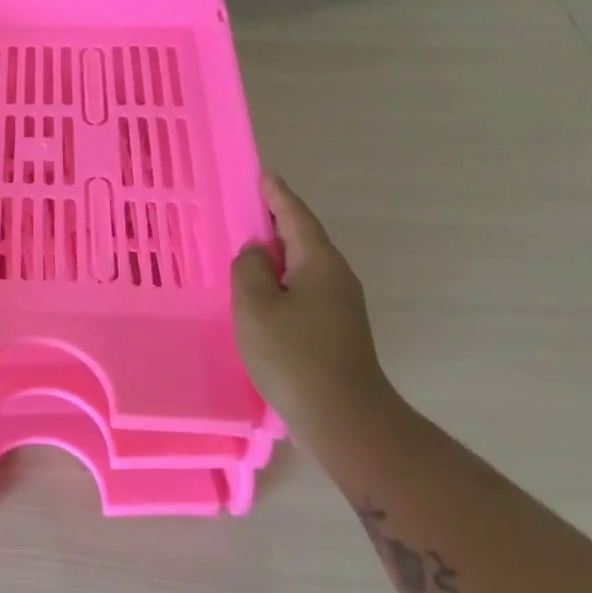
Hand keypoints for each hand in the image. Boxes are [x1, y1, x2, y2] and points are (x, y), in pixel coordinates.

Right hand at [232, 175, 395, 440]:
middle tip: (247, 208)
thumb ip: (249, 270)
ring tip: (248, 249)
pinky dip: (281, 281)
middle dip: (277, 222)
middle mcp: (336, 277)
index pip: (296, 216)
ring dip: (278, 255)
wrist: (344, 418)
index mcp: (319, 263)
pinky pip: (303, 290)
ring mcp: (340, 306)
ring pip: (303, 267)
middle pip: (303, 239)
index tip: (263, 174)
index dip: (277, 195)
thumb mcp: (256, 306)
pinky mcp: (336, 330)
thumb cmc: (294, 355)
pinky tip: (262, 294)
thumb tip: (257, 254)